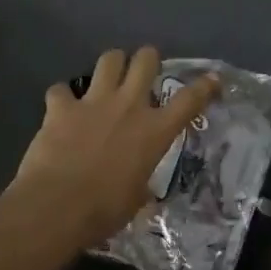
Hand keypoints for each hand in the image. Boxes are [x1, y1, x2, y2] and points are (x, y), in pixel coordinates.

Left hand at [8, 48, 218, 248]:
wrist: (57, 206)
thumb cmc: (105, 210)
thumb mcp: (136, 199)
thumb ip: (140, 183)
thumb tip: (139, 188)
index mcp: (155, 131)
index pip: (190, 100)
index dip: (205, 86)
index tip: (213, 79)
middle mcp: (129, 106)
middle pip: (146, 61)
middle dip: (148, 59)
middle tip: (145, 70)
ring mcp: (94, 102)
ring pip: (109, 59)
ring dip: (112, 65)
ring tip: (109, 76)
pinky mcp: (61, 107)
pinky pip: (61, 89)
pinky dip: (62, 97)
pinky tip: (61, 107)